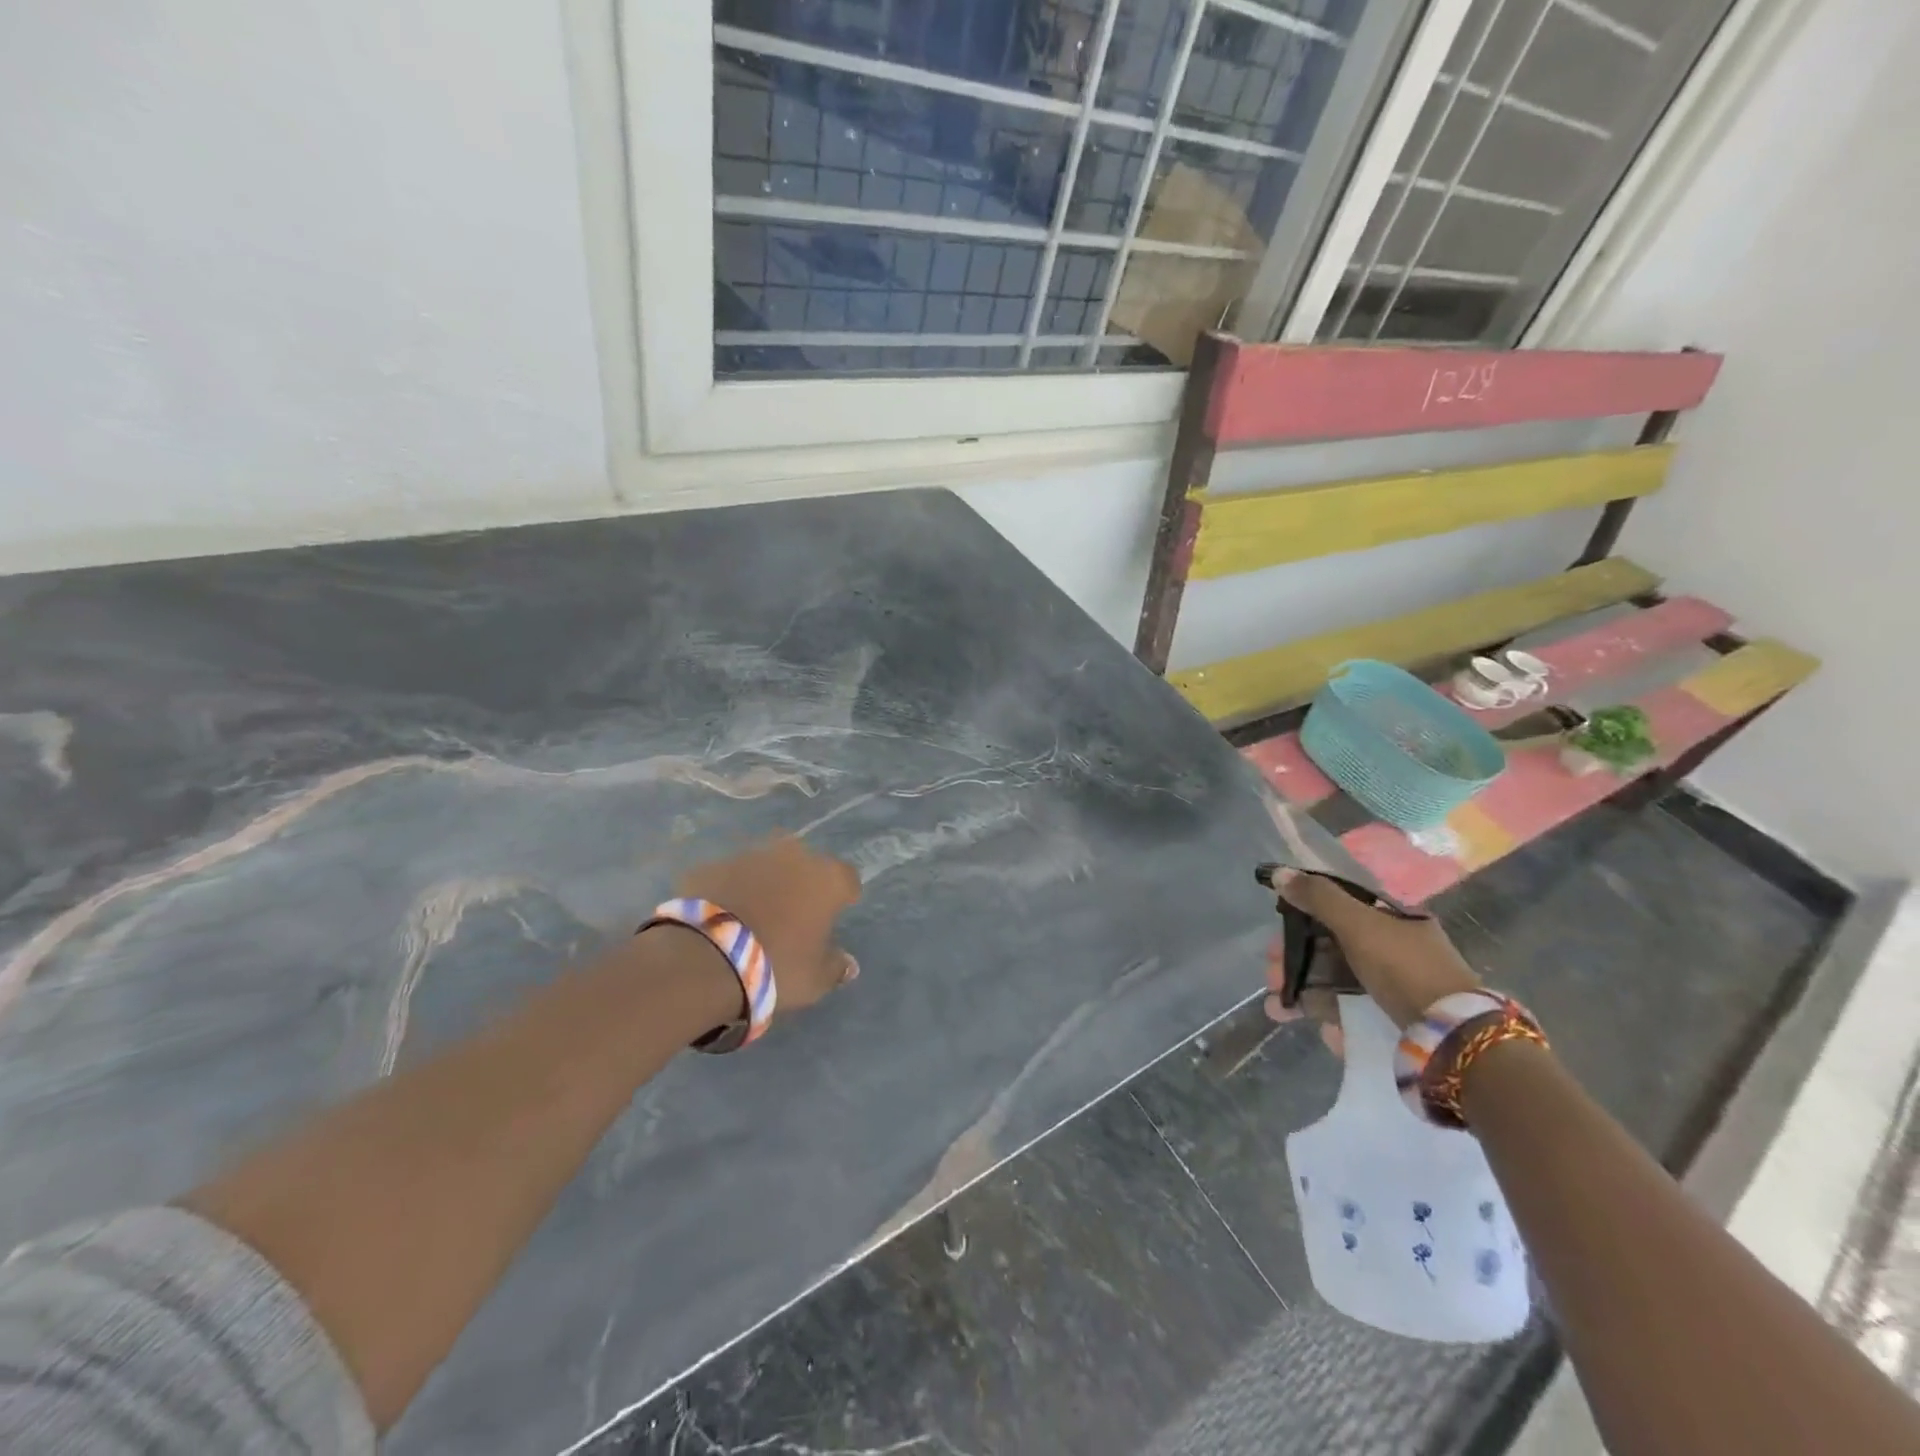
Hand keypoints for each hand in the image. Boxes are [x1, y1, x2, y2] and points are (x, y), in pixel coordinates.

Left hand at [677, 835, 861, 1012]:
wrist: (704, 959)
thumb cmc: (776, 966)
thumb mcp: (815, 980)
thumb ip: (835, 967)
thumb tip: (848, 964)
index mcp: (826, 878)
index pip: (847, 878)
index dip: (843, 895)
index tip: (837, 913)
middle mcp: (792, 856)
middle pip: (805, 864)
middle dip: (801, 882)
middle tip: (793, 913)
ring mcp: (749, 855)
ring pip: (765, 865)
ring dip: (764, 883)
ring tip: (754, 914)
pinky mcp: (712, 865)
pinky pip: (729, 876)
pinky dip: (729, 890)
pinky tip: (721, 916)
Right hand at [1262, 868, 1480, 1030]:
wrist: (1455, 1038)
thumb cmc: (1404, 968)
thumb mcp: (1359, 924)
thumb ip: (1318, 898)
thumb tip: (1278, 873)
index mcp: (1394, 919)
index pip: (1337, 910)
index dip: (1301, 919)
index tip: (1275, 936)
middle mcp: (1396, 949)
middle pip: (1332, 949)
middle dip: (1295, 962)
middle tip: (1272, 977)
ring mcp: (1397, 988)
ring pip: (1339, 984)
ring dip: (1304, 994)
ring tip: (1277, 1010)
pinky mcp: (1397, 1022)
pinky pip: (1358, 1015)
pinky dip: (1335, 1021)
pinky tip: (1324, 1032)